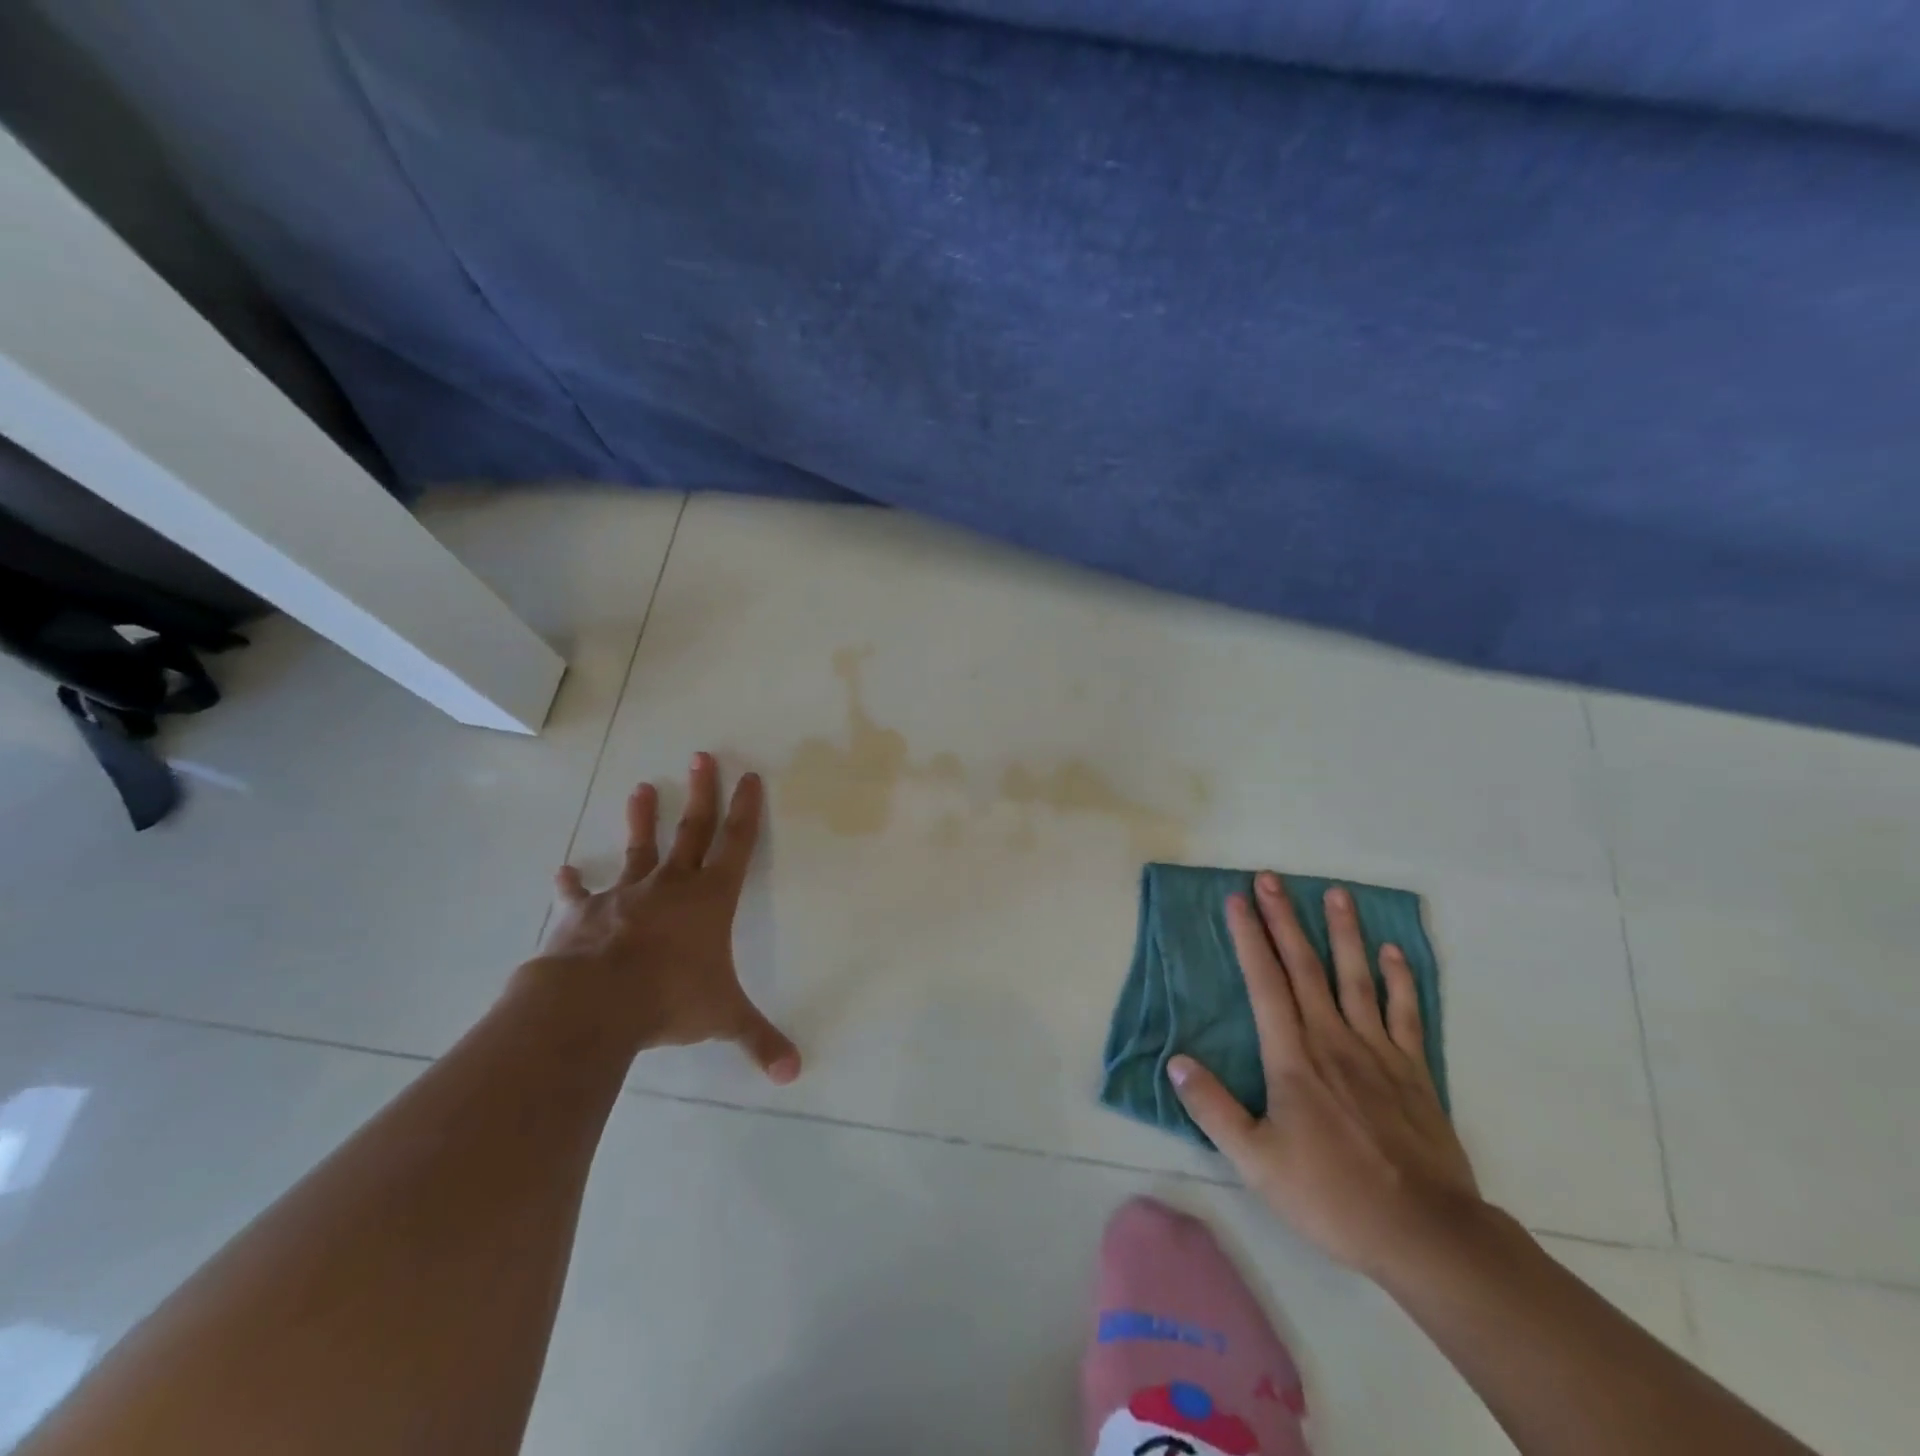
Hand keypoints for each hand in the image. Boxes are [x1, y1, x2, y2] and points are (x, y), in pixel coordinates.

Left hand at [513, 753, 800, 1081]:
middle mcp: (671, 886)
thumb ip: (759, 1040)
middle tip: (702, 756)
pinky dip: (572, 882)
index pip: (736, 844)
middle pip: (692, 830)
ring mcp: (624, 895)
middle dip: (701, 793)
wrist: (594, 1003)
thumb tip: (795, 1074)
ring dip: (642, 818)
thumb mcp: (723, 1019)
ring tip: (641, 787)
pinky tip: (564, 869)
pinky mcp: (584, 913)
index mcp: (709, 899)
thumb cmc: (669, 1000)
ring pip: (639, 848)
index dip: (746, 810)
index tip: (749, 776)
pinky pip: (578, 893)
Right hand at [1169, 873, 1480, 1279]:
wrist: (1427, 1234)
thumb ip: (1213, 1109)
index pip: (1265, 983)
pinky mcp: (1414, 1071)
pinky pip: (1405, 1013)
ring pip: (1356, 978)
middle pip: (1305, 967)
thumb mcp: (1256, 1161)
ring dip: (1343, 932)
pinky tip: (1393, 952)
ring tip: (1335, 893)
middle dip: (1284, 919)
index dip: (1249, 938)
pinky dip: (1399, 979)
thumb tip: (1176, 1062)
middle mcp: (1332, 1039)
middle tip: (1271, 877)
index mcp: (1292, 1057)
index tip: (1236, 900)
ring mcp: (1378, 1051)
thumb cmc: (1332, 1195)